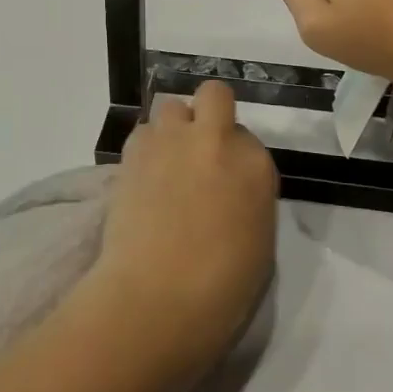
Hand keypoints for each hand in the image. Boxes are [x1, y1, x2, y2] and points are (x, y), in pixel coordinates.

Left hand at [83, 81, 278, 380]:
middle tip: (199, 149)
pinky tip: (143, 178)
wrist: (157, 296)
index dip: (235, 156)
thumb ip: (248, 197)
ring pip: (171, 107)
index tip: (226, 181)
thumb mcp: (259, 240)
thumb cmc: (221, 288)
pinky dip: (145, 148)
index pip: (248, 139)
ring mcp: (172, 140)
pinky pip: (143, 132)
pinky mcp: (133, 151)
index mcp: (256, 165)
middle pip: (213, 95)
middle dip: (208, 112)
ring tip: (165, 164)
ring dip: (172, 129)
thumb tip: (228, 187)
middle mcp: (215, 140)